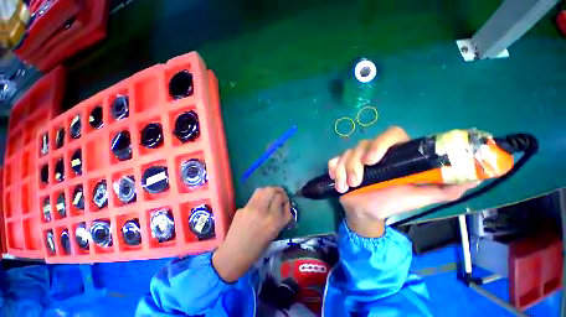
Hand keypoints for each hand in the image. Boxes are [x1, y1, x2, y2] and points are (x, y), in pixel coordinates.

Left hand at [212, 187, 291, 281]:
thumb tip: (285, 204)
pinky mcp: (242, 208)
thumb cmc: (258, 248)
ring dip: (269, 190)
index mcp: (274, 220)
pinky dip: (260, 198)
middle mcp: (262, 211)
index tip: (285, 202)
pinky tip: (260, 205)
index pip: (280, 198)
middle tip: (280, 195)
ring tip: (271, 195)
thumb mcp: (276, 233)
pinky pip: (254, 198)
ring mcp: (250, 208)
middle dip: (278, 190)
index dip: (285, 198)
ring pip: (262, 190)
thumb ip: (283, 217)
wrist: (235, 254)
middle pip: (271, 190)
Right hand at [328, 126, 478, 236]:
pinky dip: (334, 170)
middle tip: (357, 182)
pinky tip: (337, 181)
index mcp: (394, 155)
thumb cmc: (391, 203)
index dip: (381, 143)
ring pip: (346, 154)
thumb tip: (475, 177)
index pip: (391, 134)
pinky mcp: (341, 164)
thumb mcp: (419, 197)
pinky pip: (334, 161)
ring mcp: (355, 158)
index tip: (373, 160)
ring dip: (344, 171)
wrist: (365, 212)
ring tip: (346, 187)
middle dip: (355, 163)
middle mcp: (374, 152)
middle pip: (362, 145)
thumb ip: (444, 188)